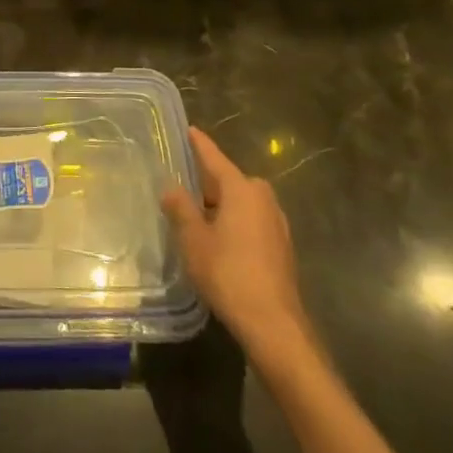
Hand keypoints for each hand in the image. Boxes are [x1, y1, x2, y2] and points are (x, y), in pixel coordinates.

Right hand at [162, 127, 312, 355]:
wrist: (273, 323)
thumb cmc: (229, 273)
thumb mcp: (194, 240)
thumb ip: (180, 209)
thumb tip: (171, 187)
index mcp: (241, 189)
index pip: (214, 158)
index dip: (199, 144)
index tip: (190, 129)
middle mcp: (262, 197)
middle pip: (229, 181)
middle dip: (207, 184)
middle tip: (182, 188)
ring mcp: (276, 222)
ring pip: (241, 203)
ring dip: (221, 207)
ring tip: (197, 218)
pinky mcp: (281, 245)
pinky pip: (251, 221)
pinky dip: (234, 223)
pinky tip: (220, 242)